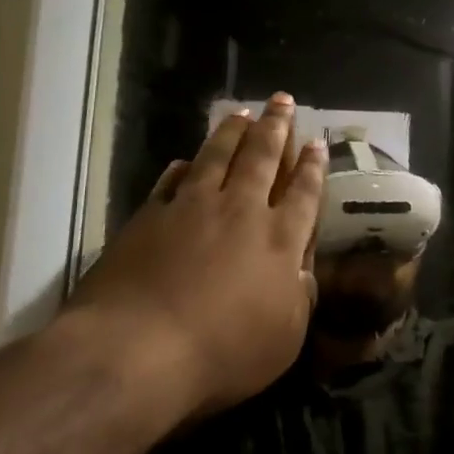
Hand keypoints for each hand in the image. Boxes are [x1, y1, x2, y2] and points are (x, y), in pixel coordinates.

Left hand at [66, 93, 325, 417]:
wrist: (136, 351)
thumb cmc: (222, 352)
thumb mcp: (284, 338)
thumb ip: (299, 298)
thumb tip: (303, 271)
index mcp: (280, 240)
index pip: (304, 193)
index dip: (313, 167)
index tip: (317, 144)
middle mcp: (240, 212)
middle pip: (263, 158)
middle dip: (276, 128)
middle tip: (282, 100)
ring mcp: (192, 209)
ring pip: (218, 157)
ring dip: (233, 133)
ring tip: (243, 113)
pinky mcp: (150, 217)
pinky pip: (172, 181)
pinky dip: (184, 166)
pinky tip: (187, 159)